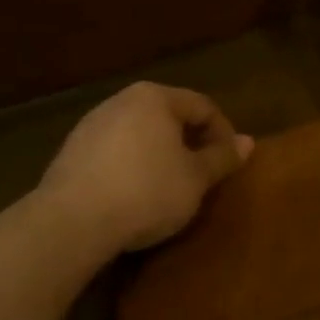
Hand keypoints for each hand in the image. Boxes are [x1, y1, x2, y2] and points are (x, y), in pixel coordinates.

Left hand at [39, 83, 253, 254]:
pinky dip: (133, 167)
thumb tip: (248, 142)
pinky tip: (134, 196)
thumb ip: (222, 158)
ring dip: (161, 156)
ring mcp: (91, 125)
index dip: (224, 134)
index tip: (228, 165)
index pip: (203, 106)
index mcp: (155, 97)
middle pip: (169, 117)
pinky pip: (115, 152)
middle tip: (202, 176)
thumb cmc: (147, 191)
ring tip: (170, 188)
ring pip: (141, 134)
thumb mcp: (196, 179)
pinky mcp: (71, 152)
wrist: (72, 221)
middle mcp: (121, 100)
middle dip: (190, 144)